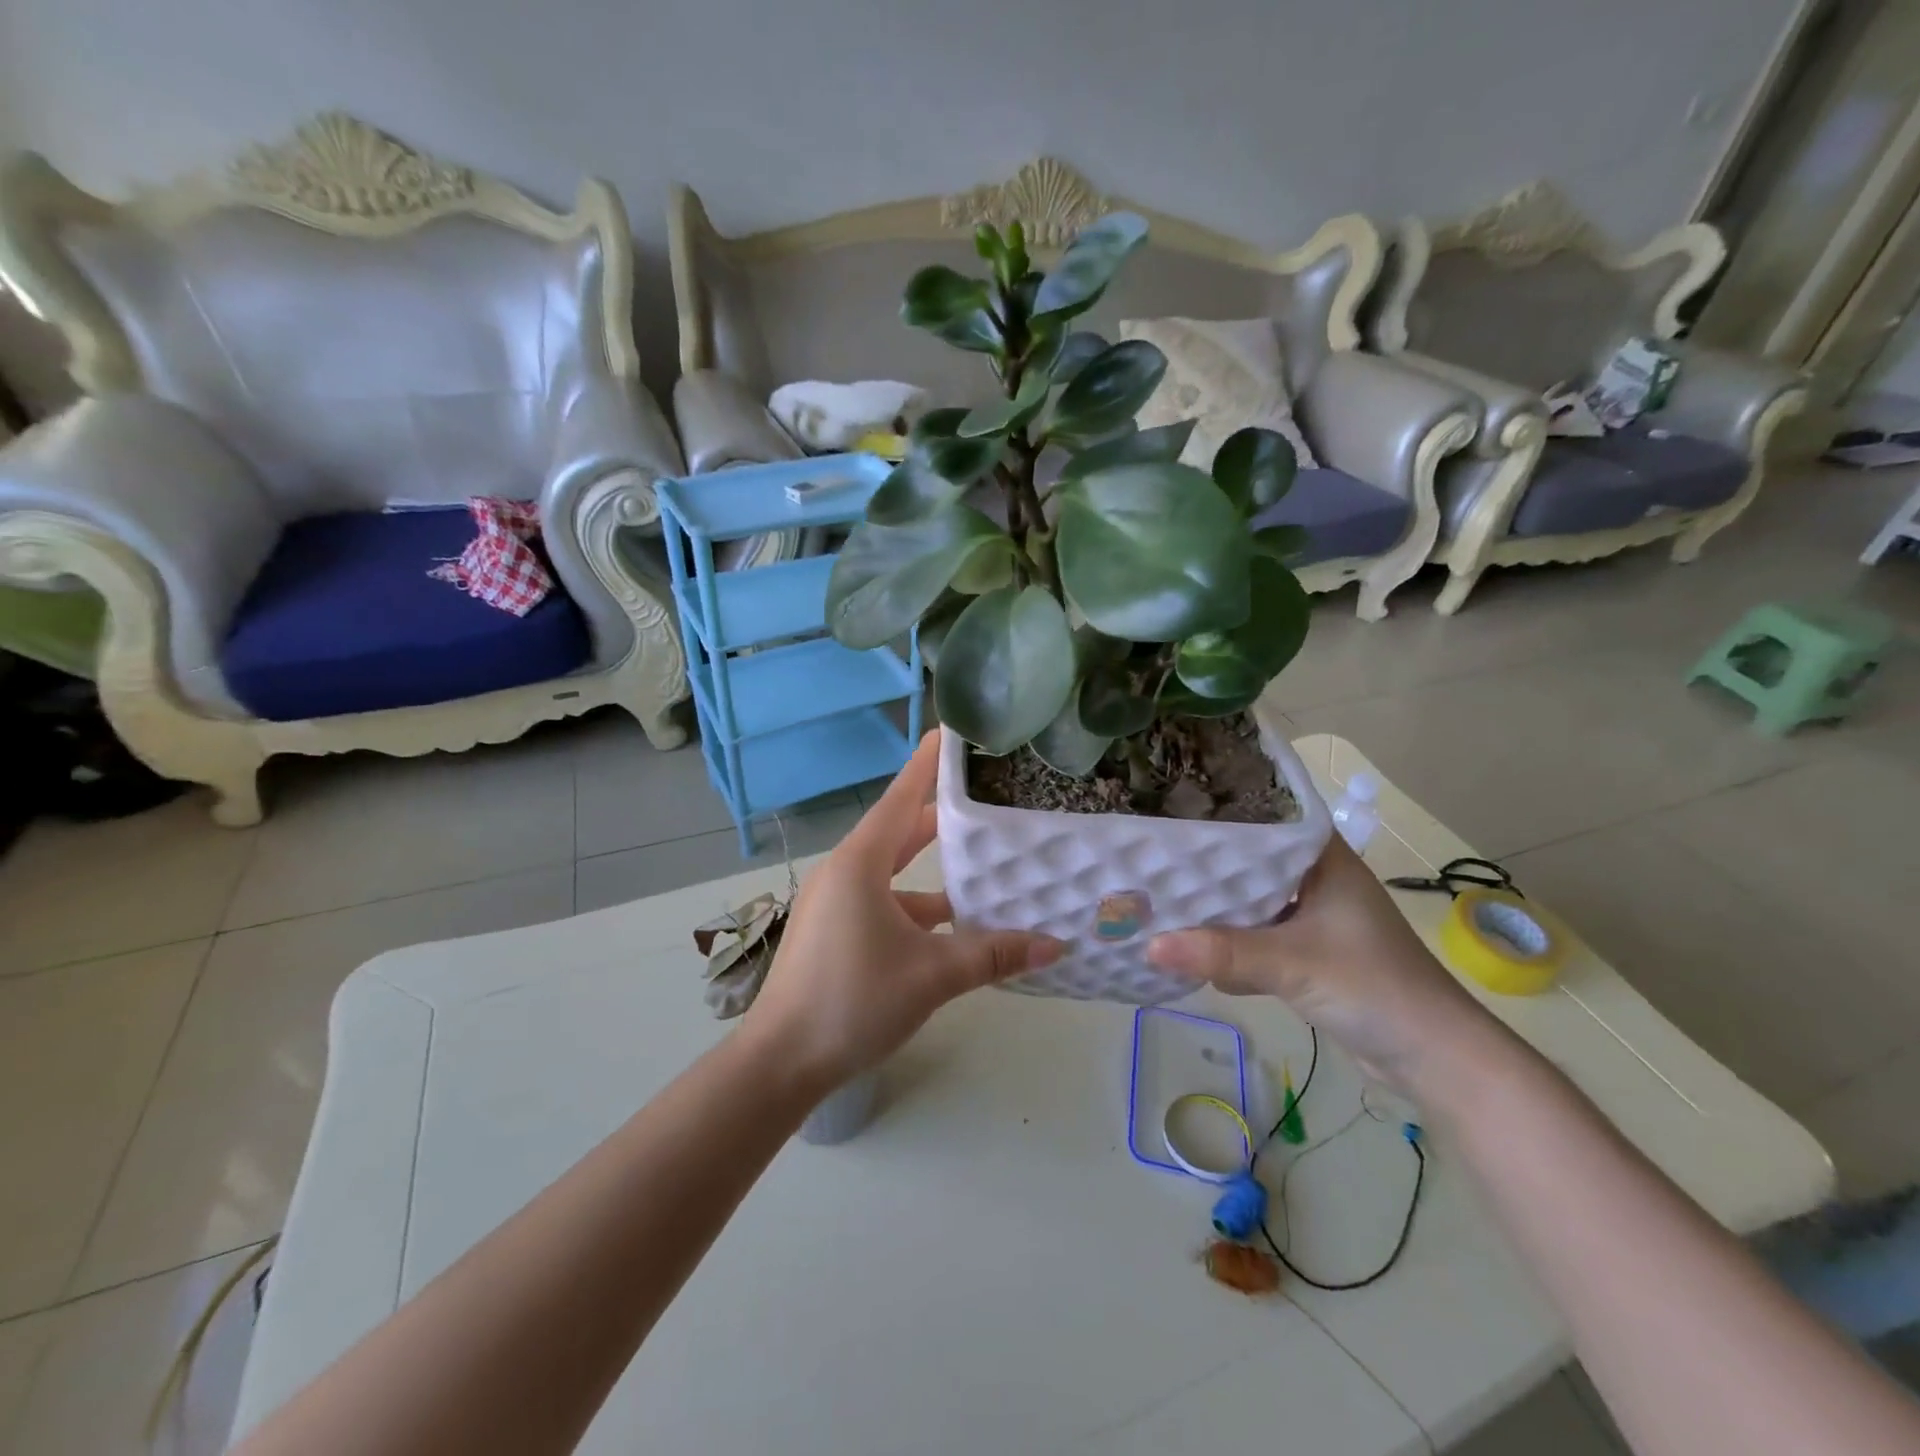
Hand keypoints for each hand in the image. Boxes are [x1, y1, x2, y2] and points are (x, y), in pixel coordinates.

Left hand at [743, 731, 1064, 1090]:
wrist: (781, 1062)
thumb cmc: (853, 1000)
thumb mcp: (931, 975)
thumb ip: (993, 955)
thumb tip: (1054, 946)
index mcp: (860, 863)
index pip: (902, 797)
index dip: (929, 764)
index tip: (952, 732)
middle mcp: (845, 872)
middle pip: (900, 830)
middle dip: (942, 815)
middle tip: (987, 794)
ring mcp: (836, 902)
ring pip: (894, 872)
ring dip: (935, 871)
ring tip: (986, 864)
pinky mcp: (835, 931)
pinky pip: (884, 903)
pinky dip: (918, 907)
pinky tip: (954, 927)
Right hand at [1146, 835, 1499, 1096]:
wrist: (1434, 1060)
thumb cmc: (1375, 988)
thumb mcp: (1294, 964)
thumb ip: (1223, 952)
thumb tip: (1148, 944)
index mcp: (1323, 860)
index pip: (1266, 818)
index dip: (1220, 811)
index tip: (1170, 806)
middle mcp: (1316, 881)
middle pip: (1250, 862)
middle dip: (1205, 864)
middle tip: (1148, 851)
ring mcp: (1311, 919)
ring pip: (1250, 901)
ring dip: (1213, 906)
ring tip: (1154, 890)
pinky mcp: (1306, 956)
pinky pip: (1255, 937)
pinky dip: (1227, 942)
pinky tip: (1185, 943)